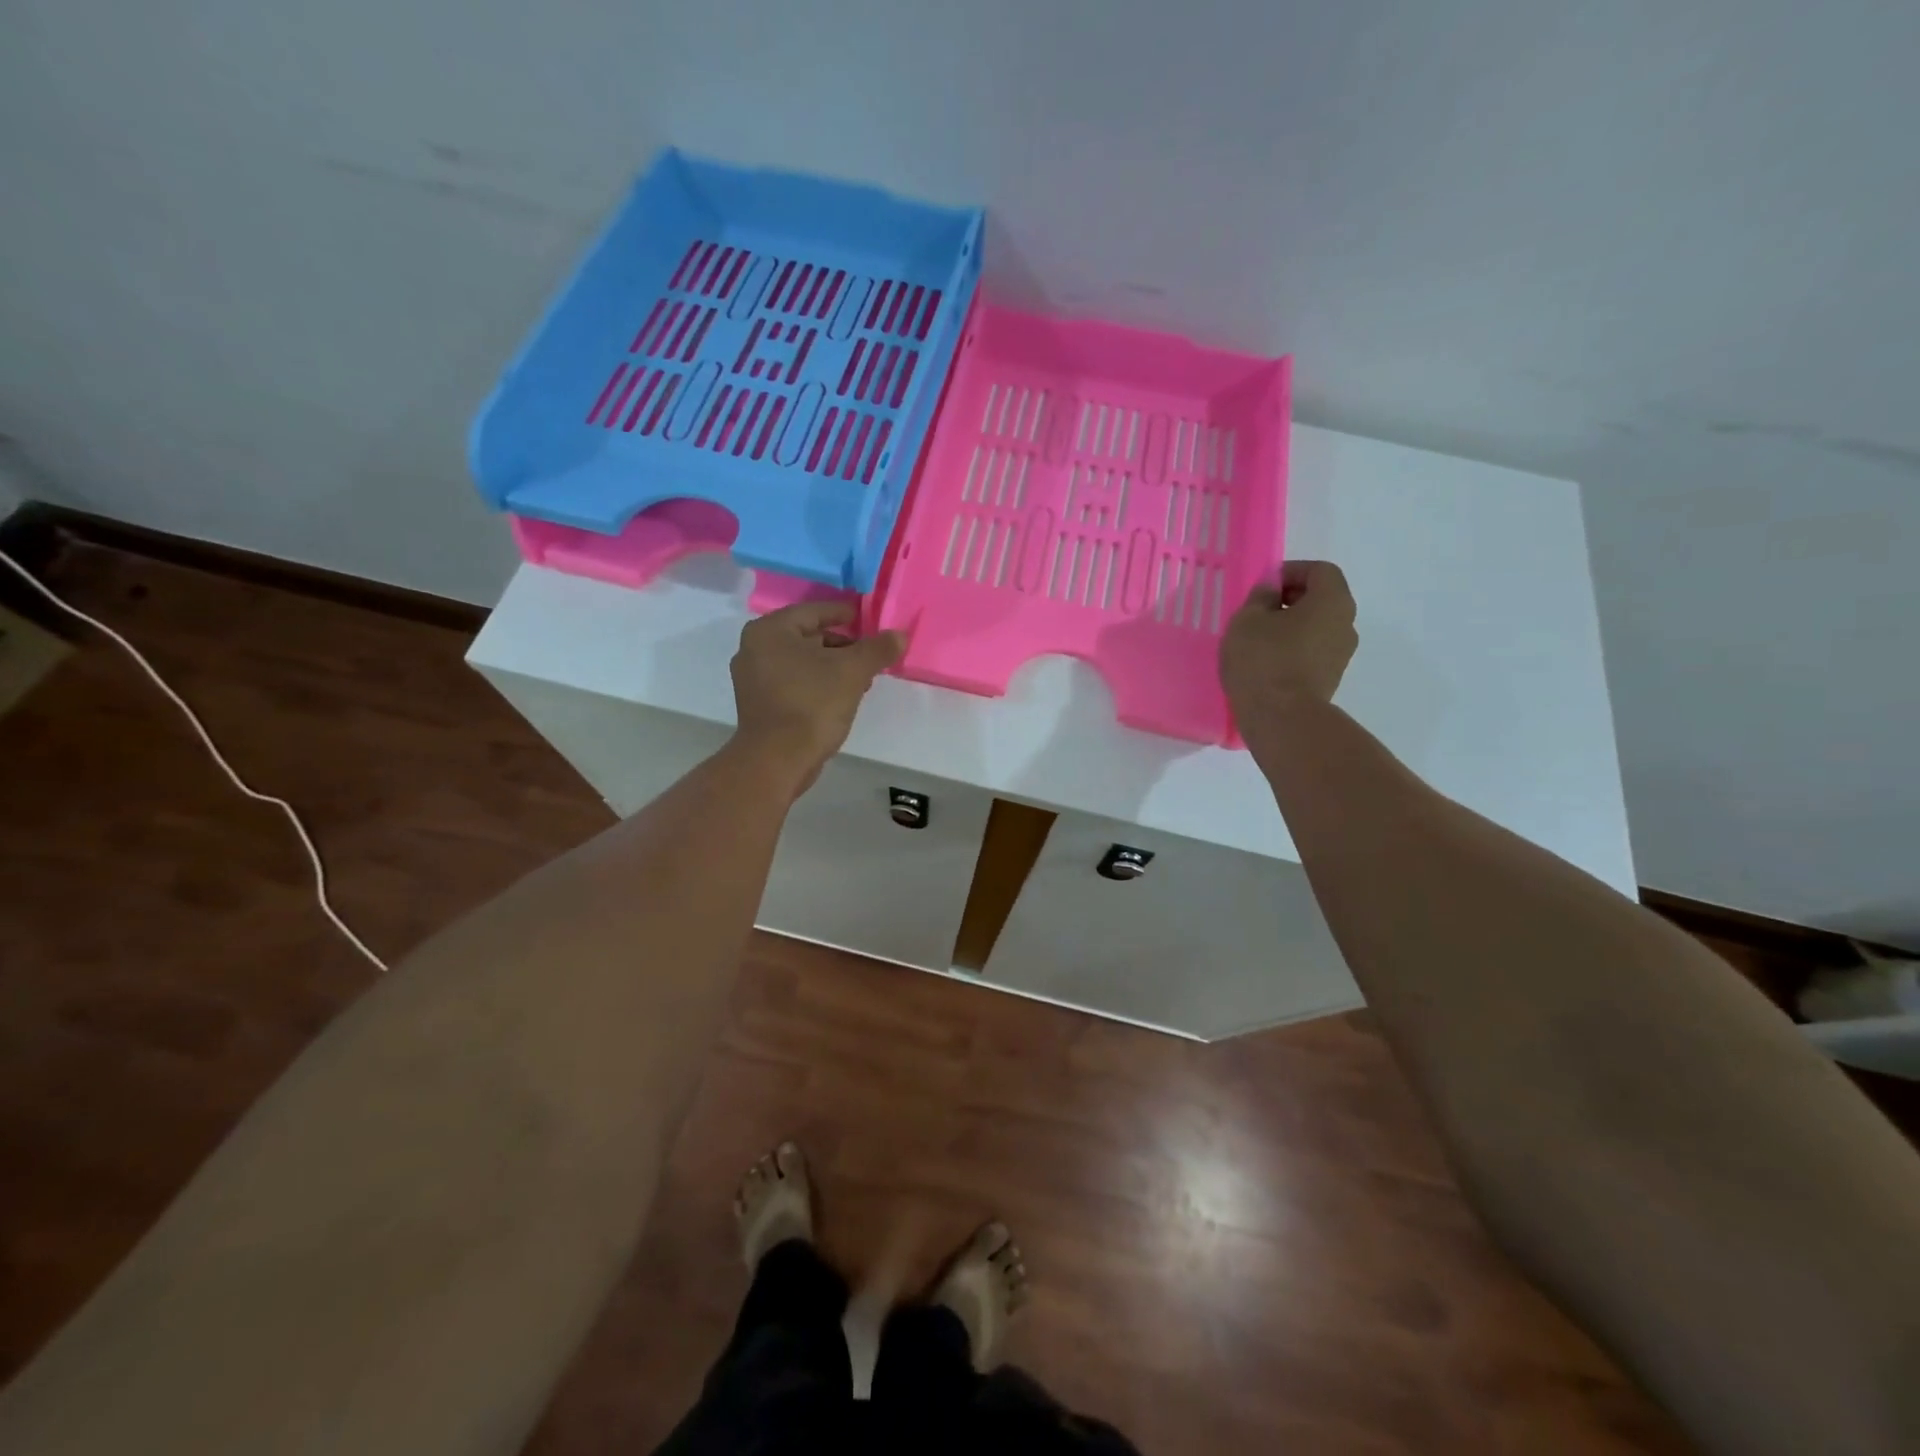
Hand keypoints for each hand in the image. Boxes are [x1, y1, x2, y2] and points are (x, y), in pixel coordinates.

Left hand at [729, 601, 905, 789]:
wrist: (778, 760)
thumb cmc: (812, 704)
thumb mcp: (852, 671)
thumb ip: (878, 649)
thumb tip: (900, 635)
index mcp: (770, 630)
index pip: (814, 611)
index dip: (845, 614)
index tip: (868, 620)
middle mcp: (754, 648)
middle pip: (808, 637)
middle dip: (842, 645)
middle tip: (869, 655)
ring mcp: (753, 679)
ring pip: (802, 662)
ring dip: (832, 667)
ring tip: (861, 680)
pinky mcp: (759, 704)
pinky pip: (794, 682)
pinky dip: (817, 684)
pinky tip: (840, 697)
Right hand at [1220, 560, 1358, 729]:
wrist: (1281, 718)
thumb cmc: (1263, 659)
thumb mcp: (1247, 620)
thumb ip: (1260, 597)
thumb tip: (1271, 592)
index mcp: (1332, 601)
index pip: (1320, 571)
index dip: (1291, 571)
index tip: (1264, 586)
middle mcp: (1346, 624)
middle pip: (1322, 599)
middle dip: (1291, 599)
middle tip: (1258, 611)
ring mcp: (1341, 655)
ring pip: (1317, 628)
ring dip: (1291, 627)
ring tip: (1259, 640)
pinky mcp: (1330, 679)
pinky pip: (1312, 652)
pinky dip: (1293, 649)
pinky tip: (1267, 662)